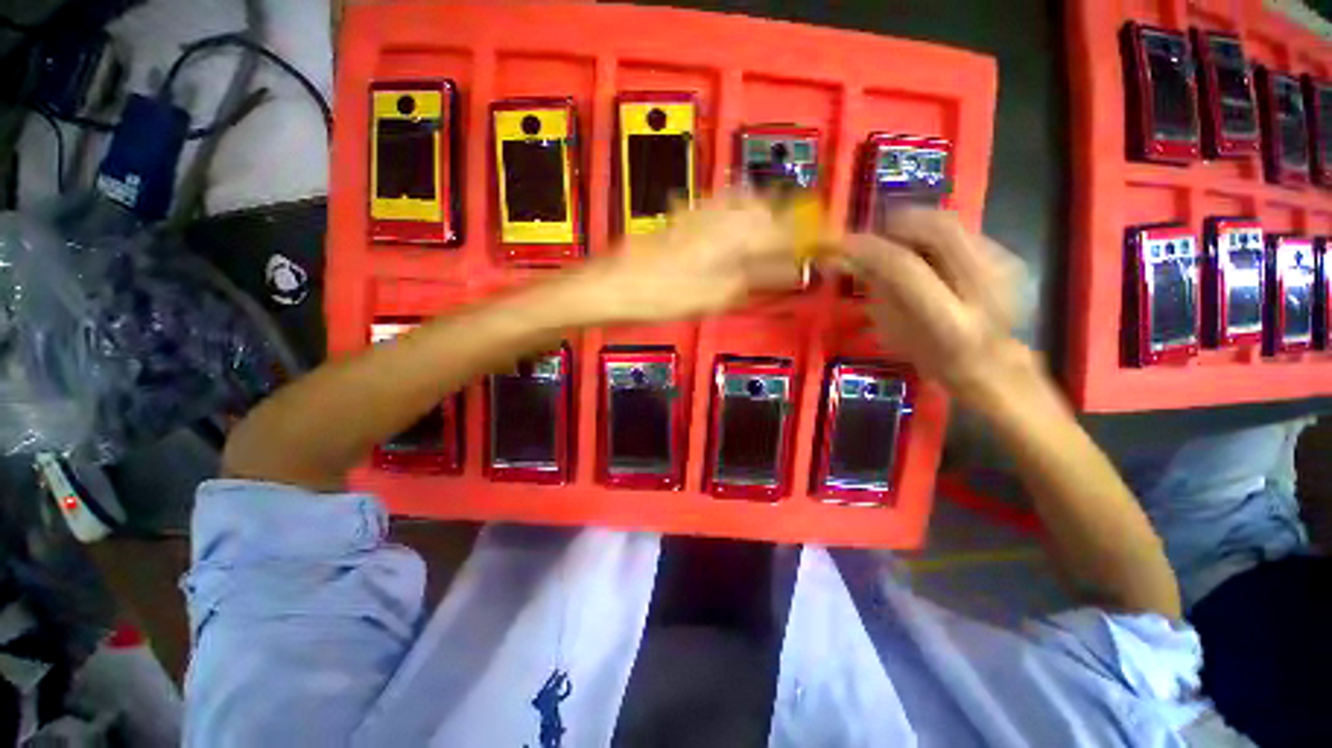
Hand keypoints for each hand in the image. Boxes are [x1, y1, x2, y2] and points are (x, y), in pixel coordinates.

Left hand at [576, 192, 804, 322]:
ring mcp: (700, 211)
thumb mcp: (718, 294)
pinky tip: (735, 234)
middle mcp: (723, 212)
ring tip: (771, 242)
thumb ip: (757, 277)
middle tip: (798, 248)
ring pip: (745, 205)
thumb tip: (790, 270)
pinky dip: (738, 219)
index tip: (831, 245)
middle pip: (769, 209)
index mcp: (738, 232)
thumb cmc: (666, 294)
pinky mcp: (682, 218)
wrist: (613, 285)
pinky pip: (721, 209)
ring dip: (765, 219)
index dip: (812, 237)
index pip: (788, 229)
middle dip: (789, 224)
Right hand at [834, 208, 1027, 401]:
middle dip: (895, 223)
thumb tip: (848, 257)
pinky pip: (961, 230)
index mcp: (949, 321)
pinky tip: (921, 250)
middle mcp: (984, 288)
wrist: (992, 363)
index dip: (867, 249)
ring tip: (892, 240)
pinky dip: (931, 233)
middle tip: (870, 234)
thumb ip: (877, 289)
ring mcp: (1005, 268)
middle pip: (937, 228)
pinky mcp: (1011, 256)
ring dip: (913, 225)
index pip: (903, 266)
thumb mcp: (894, 332)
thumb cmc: (931, 357)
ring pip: (951, 222)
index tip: (839, 242)